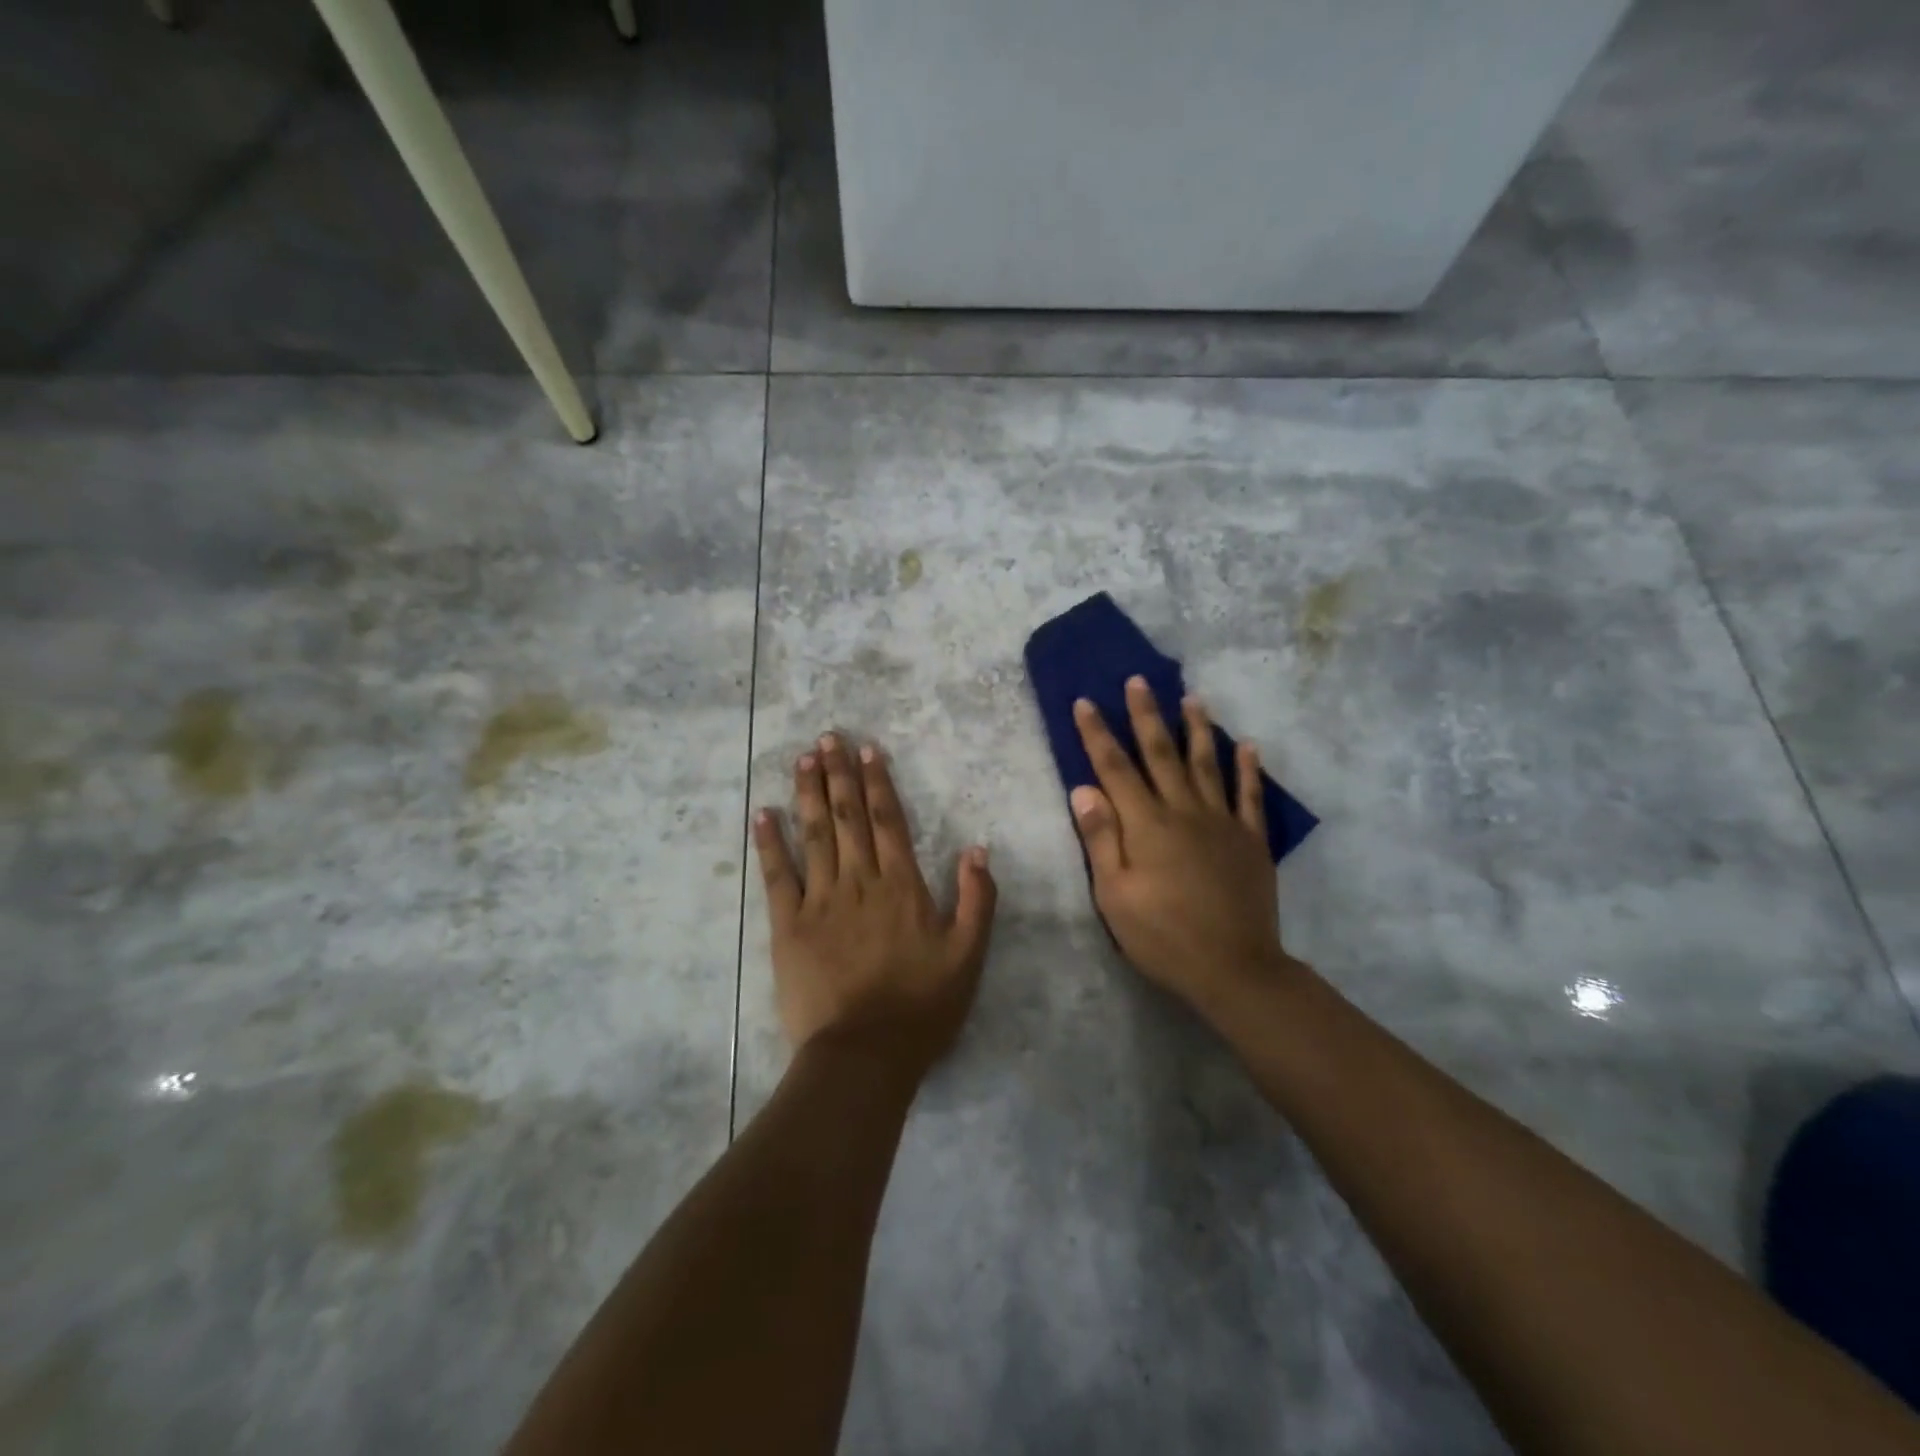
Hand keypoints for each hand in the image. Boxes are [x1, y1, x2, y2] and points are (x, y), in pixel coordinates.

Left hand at [755, 734, 997, 1079]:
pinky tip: (762, 814)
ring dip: (807, 794)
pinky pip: (777, 875)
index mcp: (902, 886)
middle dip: (838, 774)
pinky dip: (768, 843)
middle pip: (848, 817)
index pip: (889, 821)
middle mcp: (860, 882)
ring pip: (814, 835)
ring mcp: (820, 900)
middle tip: (827, 737)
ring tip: (802, 759)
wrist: (864, 1054)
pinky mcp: (788, 925)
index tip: (867, 751)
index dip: (878, 783)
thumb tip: (977, 847)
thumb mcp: (969, 956)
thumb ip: (977, 899)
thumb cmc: (922, 1007)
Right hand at [1071, 679, 1296, 1016]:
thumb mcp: (1114, 895)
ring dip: (1197, 729)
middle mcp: (1184, 811)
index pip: (1115, 769)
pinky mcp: (1251, 840)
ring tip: (1192, 698)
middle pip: (1161, 754)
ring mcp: (1222, 823)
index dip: (1098, 734)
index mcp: (1146, 825)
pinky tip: (1247, 745)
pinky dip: (1248, 768)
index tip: (1086, 702)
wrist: (1233, 968)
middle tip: (1138, 681)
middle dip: (1146, 715)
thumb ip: (1101, 839)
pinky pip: (1250, 796)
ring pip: (1207, 764)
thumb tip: (1083, 789)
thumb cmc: (1162, 936)